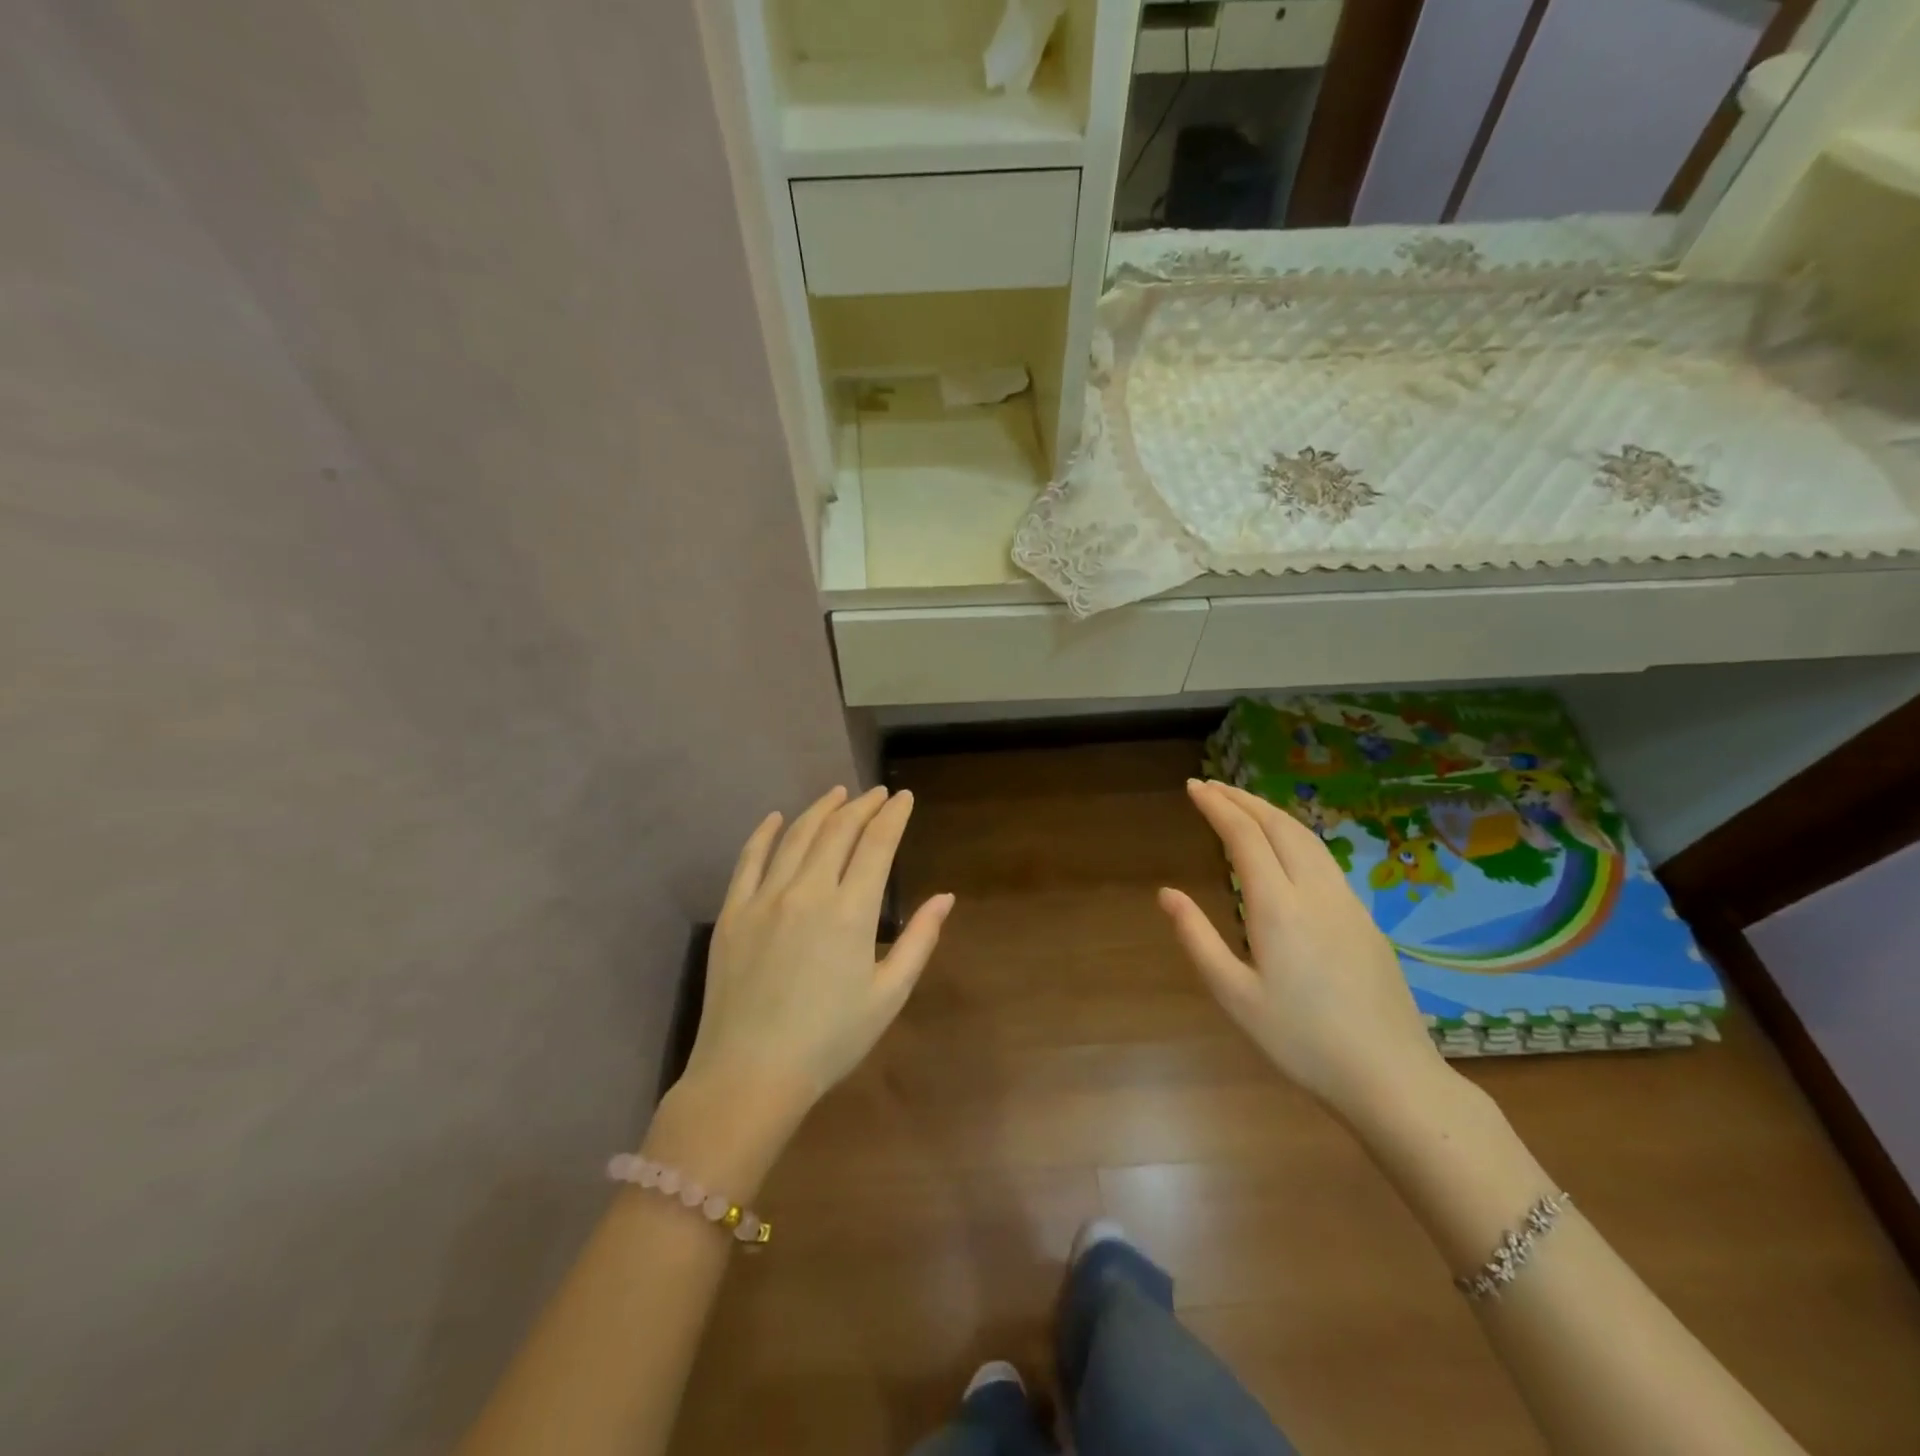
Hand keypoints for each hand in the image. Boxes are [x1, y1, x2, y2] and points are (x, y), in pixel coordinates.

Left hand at [682, 786, 953, 1111]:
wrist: (750, 1074)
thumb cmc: (829, 1040)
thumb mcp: (889, 995)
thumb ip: (919, 940)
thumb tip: (945, 897)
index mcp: (851, 911)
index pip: (877, 844)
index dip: (893, 815)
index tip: (903, 797)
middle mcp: (807, 891)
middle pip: (838, 831)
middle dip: (862, 806)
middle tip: (876, 793)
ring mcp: (764, 898)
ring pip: (796, 836)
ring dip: (820, 809)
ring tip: (837, 794)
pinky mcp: (733, 912)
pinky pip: (748, 859)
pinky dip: (765, 833)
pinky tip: (776, 818)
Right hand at [1159, 779, 1450, 1116]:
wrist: (1391, 1077)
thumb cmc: (1301, 1041)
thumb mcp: (1234, 996)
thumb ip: (1197, 939)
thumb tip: (1166, 894)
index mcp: (1278, 907)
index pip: (1243, 836)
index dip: (1216, 806)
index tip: (1193, 787)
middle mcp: (1315, 891)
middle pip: (1278, 825)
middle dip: (1242, 799)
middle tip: (1211, 785)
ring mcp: (1346, 902)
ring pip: (1306, 837)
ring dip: (1270, 812)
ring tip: (1243, 804)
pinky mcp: (1364, 918)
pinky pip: (1324, 857)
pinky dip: (1294, 834)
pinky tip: (1286, 846)